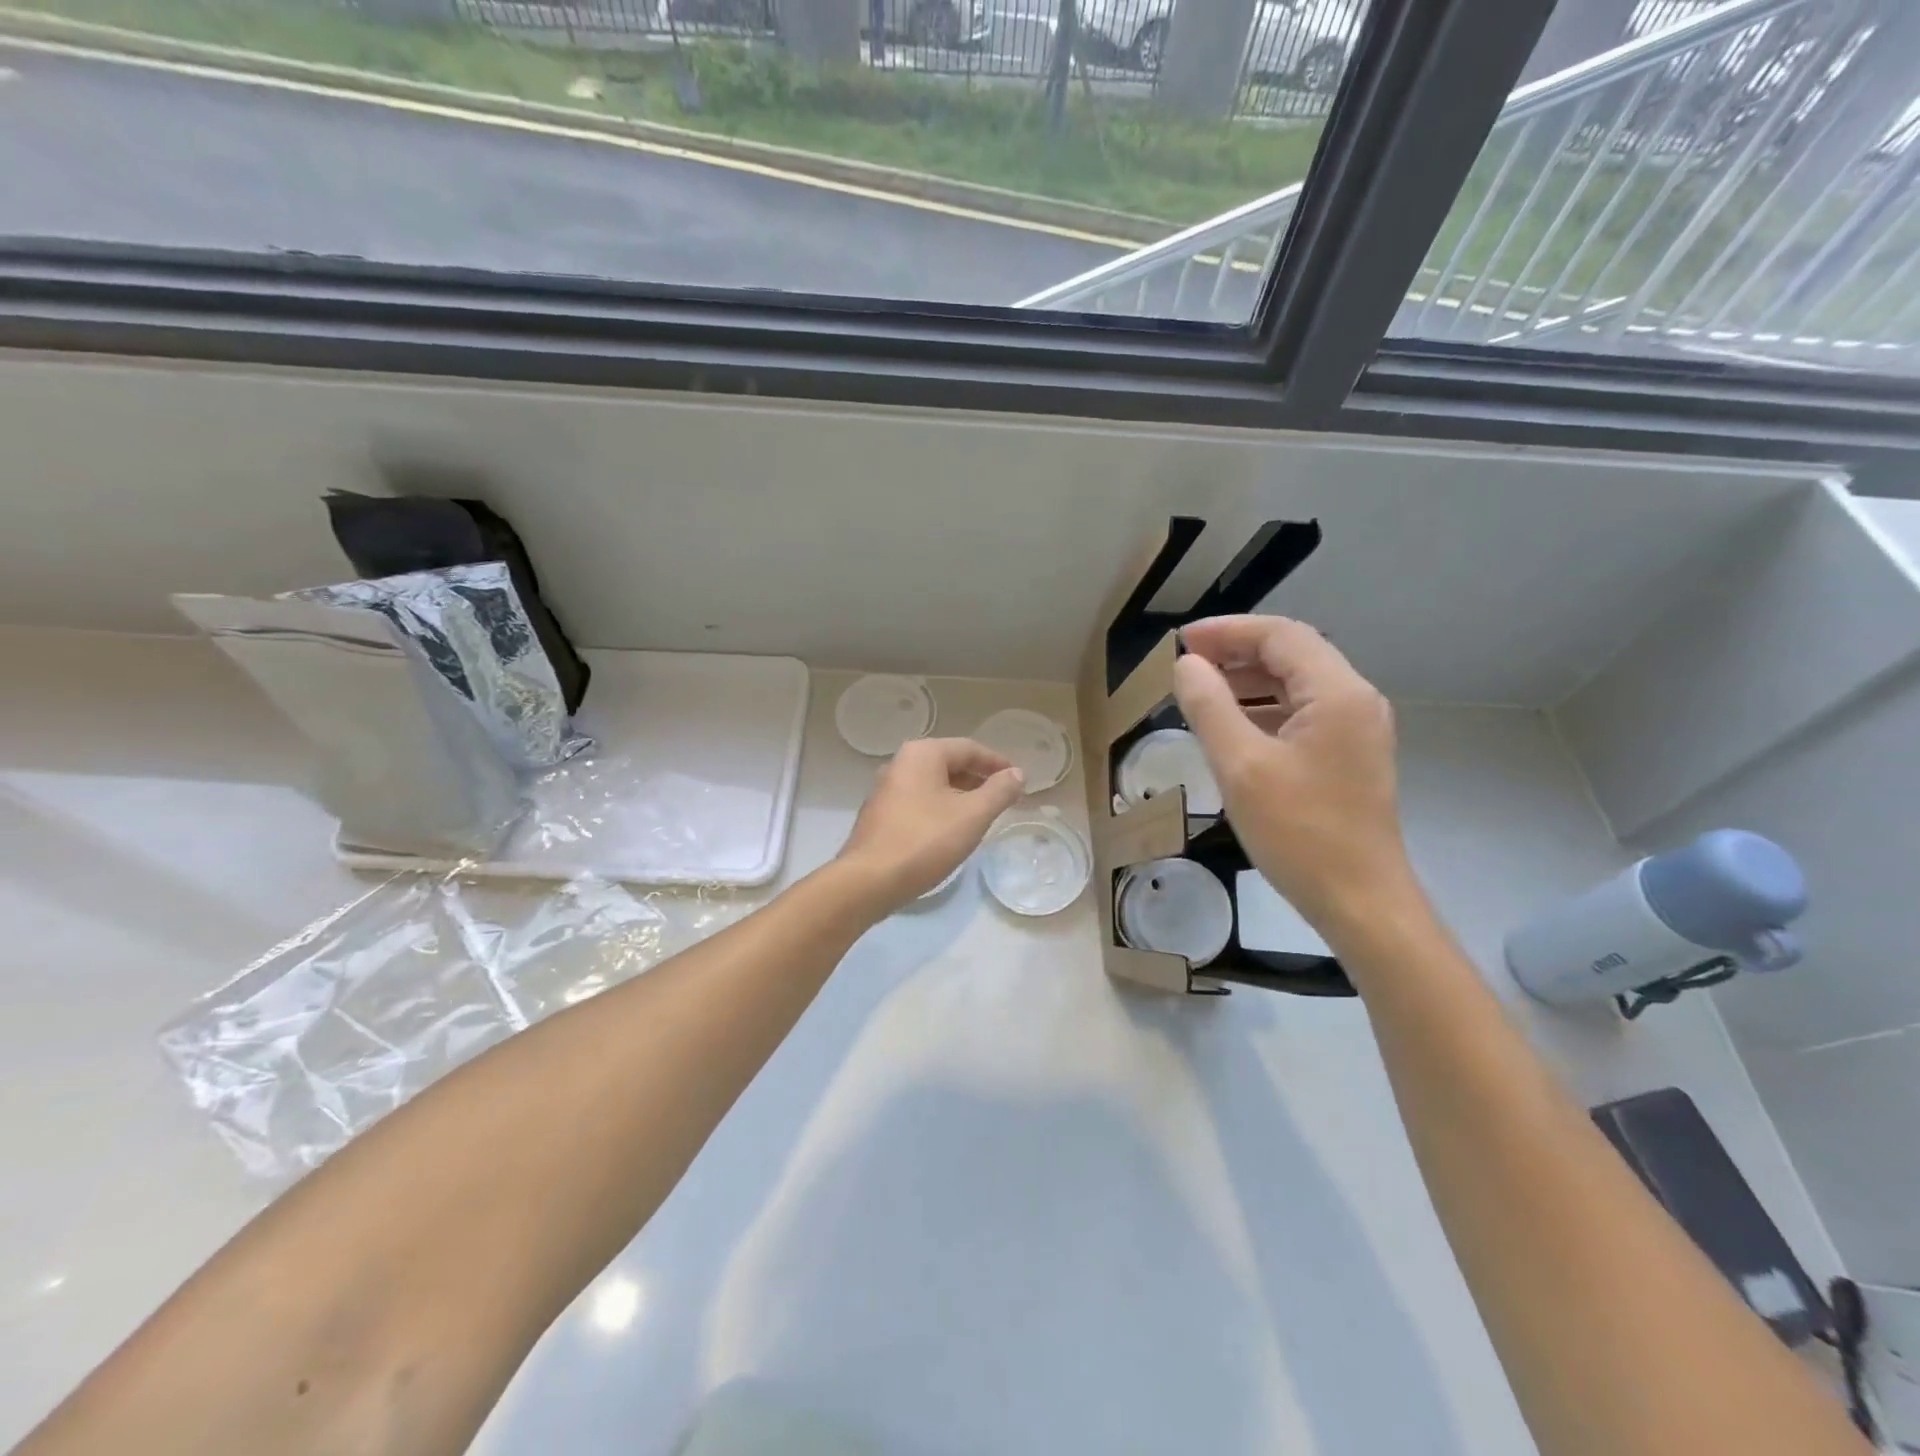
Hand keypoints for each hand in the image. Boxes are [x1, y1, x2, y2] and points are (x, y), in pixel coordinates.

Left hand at [836, 738, 1026, 910]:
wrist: (869, 880)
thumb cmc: (925, 840)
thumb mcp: (973, 815)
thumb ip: (999, 791)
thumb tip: (1018, 774)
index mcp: (922, 754)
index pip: (969, 748)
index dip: (997, 763)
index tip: (1018, 780)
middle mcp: (900, 763)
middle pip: (949, 763)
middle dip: (979, 779)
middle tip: (1004, 798)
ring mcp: (886, 789)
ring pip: (933, 784)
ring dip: (960, 795)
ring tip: (983, 815)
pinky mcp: (880, 815)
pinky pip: (919, 802)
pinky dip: (941, 808)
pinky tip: (952, 830)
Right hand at [1172, 615, 1411, 928]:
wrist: (1360, 901)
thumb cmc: (1299, 833)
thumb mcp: (1241, 766)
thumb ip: (1209, 707)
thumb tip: (1187, 666)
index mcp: (1337, 693)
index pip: (1280, 636)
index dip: (1227, 631)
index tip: (1181, 642)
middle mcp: (1355, 701)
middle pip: (1292, 654)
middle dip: (1237, 652)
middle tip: (1186, 666)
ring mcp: (1357, 730)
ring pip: (1297, 684)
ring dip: (1249, 681)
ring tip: (1201, 692)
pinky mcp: (1349, 757)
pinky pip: (1303, 714)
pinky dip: (1264, 709)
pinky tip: (1232, 728)